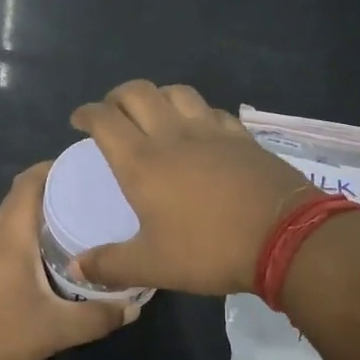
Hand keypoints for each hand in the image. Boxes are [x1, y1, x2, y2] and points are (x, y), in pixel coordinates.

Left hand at [0, 162, 134, 359]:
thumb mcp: (55, 329)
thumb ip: (97, 317)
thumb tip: (135, 306)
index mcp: (10, 231)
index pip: (31, 179)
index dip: (59, 166)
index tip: (92, 169)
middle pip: (26, 196)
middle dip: (61, 192)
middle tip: (99, 200)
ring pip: (17, 220)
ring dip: (46, 217)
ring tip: (85, 226)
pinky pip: (10, 241)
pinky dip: (33, 239)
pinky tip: (55, 261)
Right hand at [69, 80, 316, 295]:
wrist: (285, 238)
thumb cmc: (209, 249)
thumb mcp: (152, 266)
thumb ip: (109, 265)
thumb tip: (74, 268)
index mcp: (141, 162)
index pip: (104, 120)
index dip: (86, 114)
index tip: (78, 121)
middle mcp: (172, 135)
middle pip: (137, 92)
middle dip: (117, 97)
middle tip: (112, 114)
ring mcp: (211, 131)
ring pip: (176, 92)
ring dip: (157, 96)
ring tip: (153, 114)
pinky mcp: (241, 136)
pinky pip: (211, 110)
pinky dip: (195, 111)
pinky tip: (199, 128)